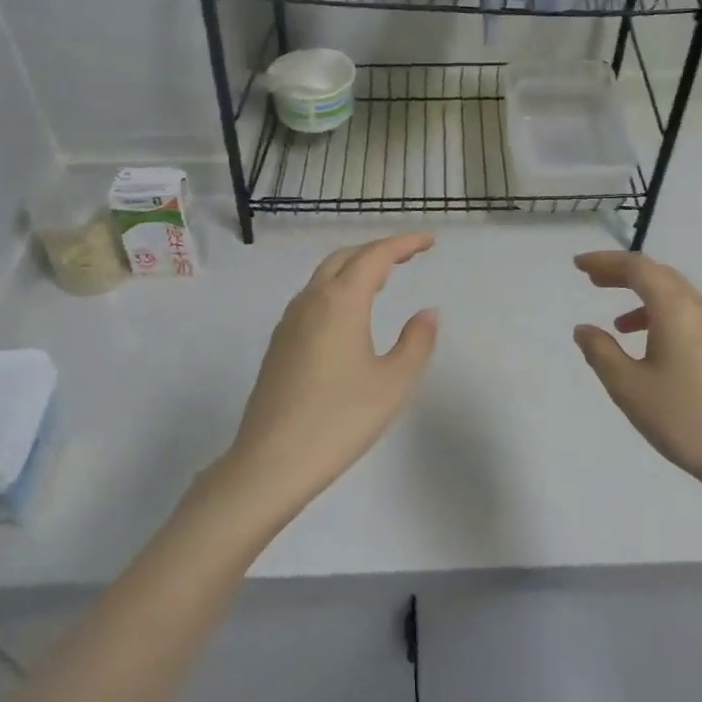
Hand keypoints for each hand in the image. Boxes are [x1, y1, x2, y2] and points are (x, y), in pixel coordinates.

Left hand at [217, 233, 438, 518]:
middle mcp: (311, 301)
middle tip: (408, 256)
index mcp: (340, 302)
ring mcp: (289, 322)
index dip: (404, 243)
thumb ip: (416, 342)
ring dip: (354, 269)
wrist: (271, 461)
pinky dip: (337, 290)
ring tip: (383, 280)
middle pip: (345, 258)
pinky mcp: (279, 344)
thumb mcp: (393, 383)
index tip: (429, 240)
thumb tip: (427, 313)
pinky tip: (349, 316)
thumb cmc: (340, 419)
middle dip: (378, 250)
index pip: (375, 256)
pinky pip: (312, 299)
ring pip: (324, 277)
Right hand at [572, 251, 701, 510]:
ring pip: (677, 297)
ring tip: (616, 323)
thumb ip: (601, 352)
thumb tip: (584, 329)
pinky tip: (650, 349)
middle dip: (623, 274)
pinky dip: (662, 318)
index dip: (605, 262)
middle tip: (592, 280)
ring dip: (643, 299)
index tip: (578, 265)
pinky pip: (690, 317)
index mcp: (677, 310)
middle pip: (659, 276)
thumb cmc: (683, 419)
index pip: (638, 268)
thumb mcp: (629, 387)